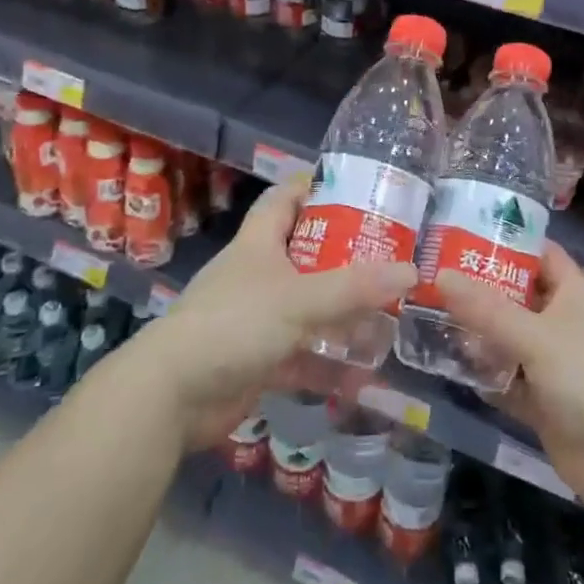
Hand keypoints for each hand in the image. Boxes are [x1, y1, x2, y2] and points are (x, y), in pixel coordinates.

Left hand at [124, 180, 416, 450]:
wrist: (172, 395)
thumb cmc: (235, 324)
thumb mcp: (299, 298)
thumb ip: (355, 287)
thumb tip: (411, 270)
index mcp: (259, 242)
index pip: (286, 198)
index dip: (317, 188)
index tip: (359, 191)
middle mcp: (258, 273)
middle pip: (306, 253)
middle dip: (345, 257)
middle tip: (390, 257)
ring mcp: (257, 318)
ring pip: (308, 306)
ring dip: (342, 313)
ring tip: (389, 313)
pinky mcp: (258, 359)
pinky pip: (302, 353)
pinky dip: (328, 362)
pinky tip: (363, 372)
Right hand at [437, 244, 583, 516]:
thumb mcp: (537, 337)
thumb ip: (487, 310)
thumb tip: (441, 275)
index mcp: (572, 295)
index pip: (540, 254)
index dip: (509, 241)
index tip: (464, 233)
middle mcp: (561, 324)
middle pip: (517, 298)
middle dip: (481, 290)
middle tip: (432, 277)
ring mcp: (552, 366)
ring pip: (508, 341)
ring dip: (477, 335)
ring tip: (429, 318)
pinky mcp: (544, 405)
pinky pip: (507, 382)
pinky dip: (485, 376)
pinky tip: (449, 367)